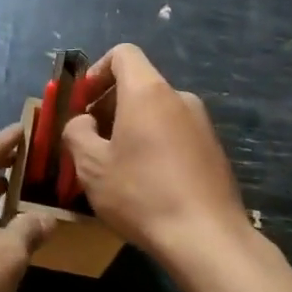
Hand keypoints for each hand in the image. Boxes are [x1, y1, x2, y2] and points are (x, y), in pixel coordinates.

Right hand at [60, 44, 249, 268]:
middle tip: (91, 141)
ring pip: (157, 112)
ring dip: (132, 128)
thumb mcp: (92, 166)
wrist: (208, 238)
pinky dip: (155, 145)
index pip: (123, 54)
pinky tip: (146, 183)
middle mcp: (179, 98)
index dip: (97, 71)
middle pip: (139, 85)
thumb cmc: (142, 194)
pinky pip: (175, 134)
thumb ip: (78, 133)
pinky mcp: (214, 150)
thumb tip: (85, 122)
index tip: (83, 103)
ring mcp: (202, 124)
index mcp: (148, 92)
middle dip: (110, 105)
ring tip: (116, 167)